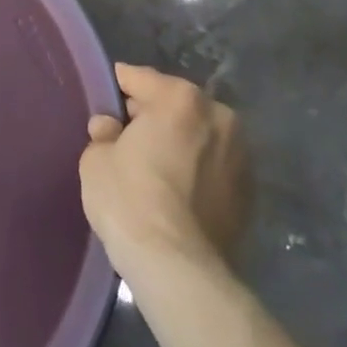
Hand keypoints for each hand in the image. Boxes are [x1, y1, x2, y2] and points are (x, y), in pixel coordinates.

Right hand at [79, 63, 250, 278]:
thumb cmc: (130, 200)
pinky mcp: (250, 193)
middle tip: (129, 137)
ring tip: (157, 166)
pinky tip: (178, 192)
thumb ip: (104, 133)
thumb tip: (110, 128)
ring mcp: (241, 155)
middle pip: (175, 104)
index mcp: (180, 98)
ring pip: (199, 135)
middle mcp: (218, 116)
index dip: (119, 87)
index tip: (107, 101)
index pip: (140, 78)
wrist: (178, 268)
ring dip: (180, 142)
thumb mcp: (96, 159)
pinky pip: (214, 166)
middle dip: (154, 115)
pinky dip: (198, 170)